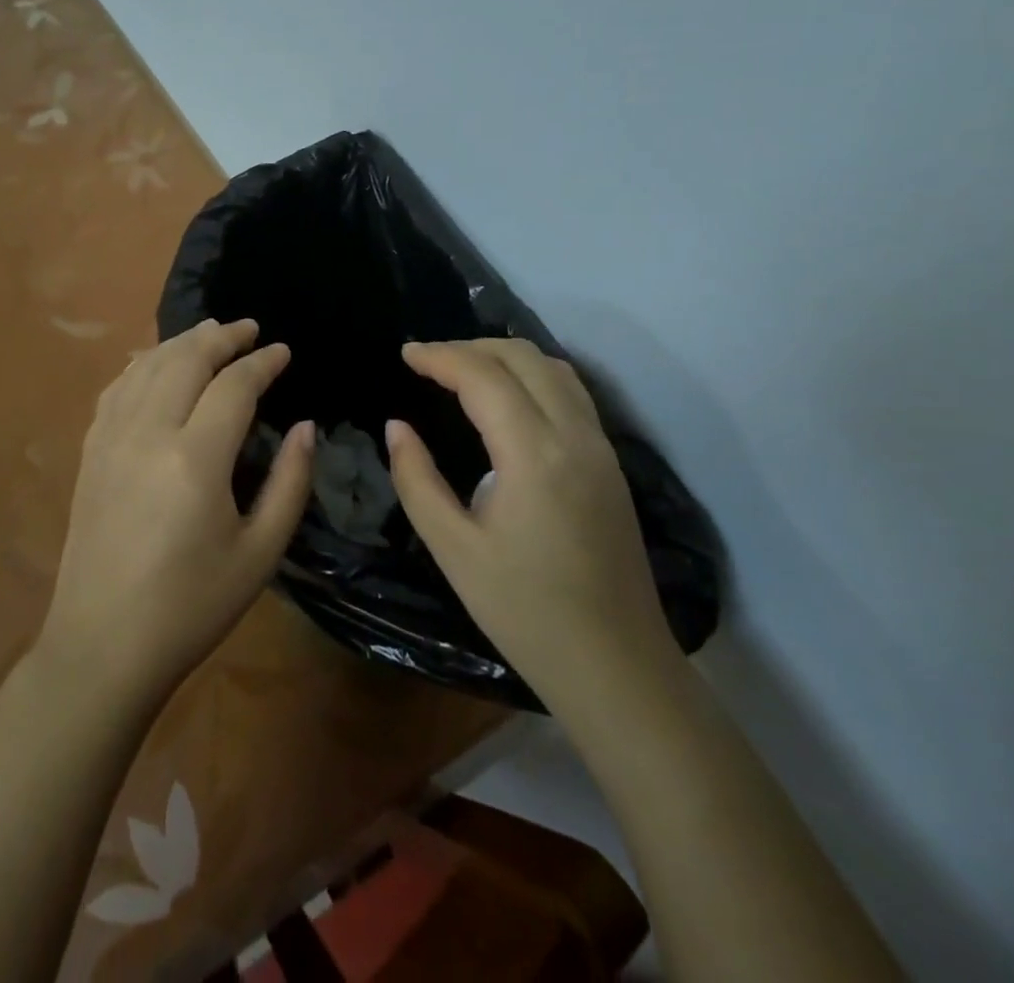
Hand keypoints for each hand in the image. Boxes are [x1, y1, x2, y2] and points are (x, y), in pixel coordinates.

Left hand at [39, 318, 314, 707]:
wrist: (103, 645)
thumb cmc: (191, 606)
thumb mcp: (260, 553)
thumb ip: (289, 483)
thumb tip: (306, 429)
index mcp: (195, 459)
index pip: (234, 386)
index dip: (262, 362)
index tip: (284, 352)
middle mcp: (149, 433)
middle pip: (186, 359)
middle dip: (222, 337)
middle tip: (249, 329)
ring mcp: (111, 439)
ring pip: (148, 366)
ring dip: (182, 342)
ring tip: (209, 333)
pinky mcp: (90, 451)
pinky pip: (116, 388)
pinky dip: (142, 364)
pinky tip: (156, 364)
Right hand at [386, 339, 677, 702]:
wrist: (616, 666)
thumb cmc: (525, 612)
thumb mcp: (454, 550)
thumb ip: (417, 480)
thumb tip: (397, 427)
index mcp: (533, 454)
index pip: (483, 376)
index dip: (439, 356)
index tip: (404, 353)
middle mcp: (574, 435)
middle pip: (522, 357)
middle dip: (470, 346)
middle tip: (427, 361)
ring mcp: (600, 447)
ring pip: (553, 368)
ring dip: (504, 356)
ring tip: (462, 370)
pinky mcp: (610, 463)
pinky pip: (571, 392)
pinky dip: (532, 375)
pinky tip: (507, 397)